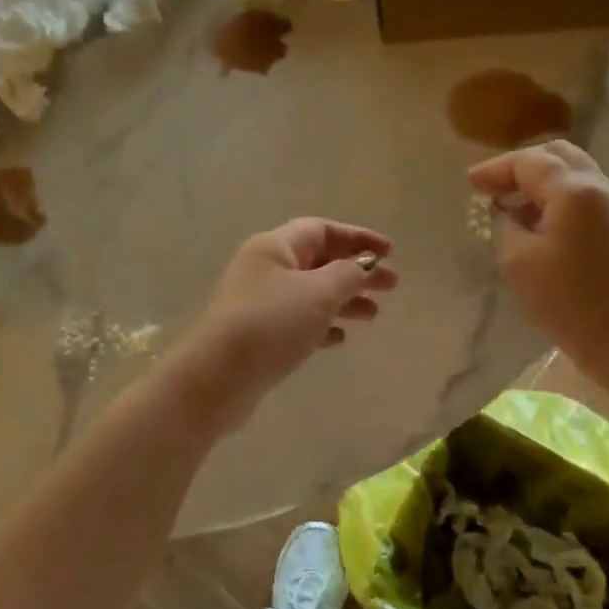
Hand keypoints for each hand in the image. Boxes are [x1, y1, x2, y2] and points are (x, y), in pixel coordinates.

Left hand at [178, 218, 399, 427]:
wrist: (216, 378)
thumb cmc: (270, 325)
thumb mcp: (318, 293)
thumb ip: (348, 275)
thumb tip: (364, 266)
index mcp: (275, 247)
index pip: (322, 230)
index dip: (358, 238)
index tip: (390, 253)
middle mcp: (265, 268)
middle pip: (319, 261)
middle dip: (356, 271)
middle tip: (392, 286)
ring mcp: (260, 303)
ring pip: (311, 293)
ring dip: (343, 299)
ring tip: (372, 316)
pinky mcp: (259, 335)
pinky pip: (298, 321)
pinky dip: (322, 325)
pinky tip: (339, 339)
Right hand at [467, 142, 608, 381]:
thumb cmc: (567, 301)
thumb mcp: (517, 261)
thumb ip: (505, 224)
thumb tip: (506, 210)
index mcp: (574, 190)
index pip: (529, 161)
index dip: (495, 168)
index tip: (470, 184)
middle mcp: (601, 187)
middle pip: (558, 155)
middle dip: (521, 166)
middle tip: (493, 187)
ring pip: (575, 173)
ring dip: (541, 182)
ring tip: (513, 206)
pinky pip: (586, 196)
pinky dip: (558, 198)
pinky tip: (540, 223)